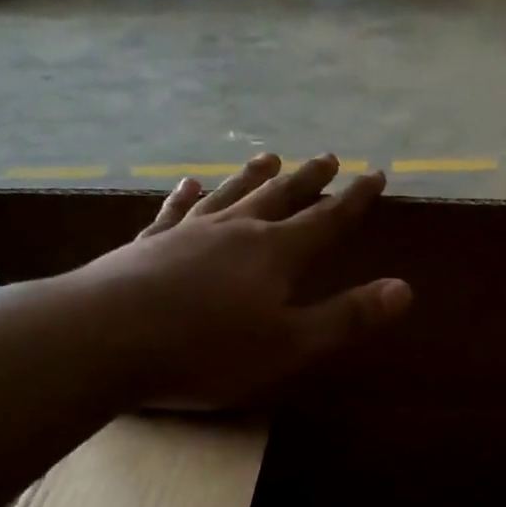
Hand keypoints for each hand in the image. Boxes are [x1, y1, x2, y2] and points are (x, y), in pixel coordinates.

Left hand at [69, 153, 411, 408]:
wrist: (101, 339)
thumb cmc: (206, 351)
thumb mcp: (291, 346)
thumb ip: (347, 317)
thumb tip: (404, 289)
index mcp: (276, 255)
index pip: (328, 220)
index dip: (356, 199)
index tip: (376, 174)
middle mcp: (236, 231)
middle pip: (281, 197)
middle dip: (309, 179)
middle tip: (329, 156)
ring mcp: (187, 233)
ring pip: (231, 194)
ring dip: (254, 175)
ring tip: (269, 155)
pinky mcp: (147, 245)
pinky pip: (174, 210)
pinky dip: (187, 194)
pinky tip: (189, 181)